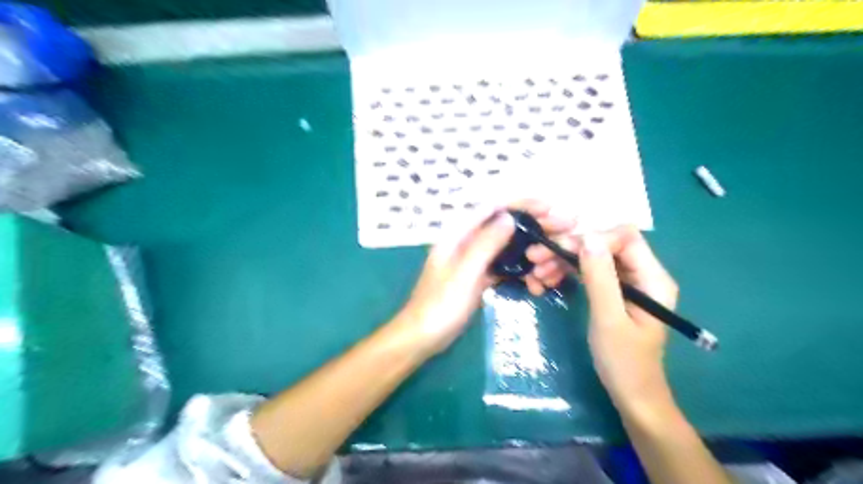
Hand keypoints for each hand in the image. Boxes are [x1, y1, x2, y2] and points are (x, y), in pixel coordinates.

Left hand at [399, 200, 574, 355]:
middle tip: (566, 228)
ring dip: (533, 249)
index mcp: (458, 234)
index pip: (493, 207)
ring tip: (555, 260)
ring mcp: (474, 260)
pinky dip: (523, 270)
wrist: (423, 338)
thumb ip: (485, 244)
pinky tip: (538, 280)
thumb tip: (510, 217)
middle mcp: (467, 242)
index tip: (550, 207)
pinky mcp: (480, 277)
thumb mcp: (464, 273)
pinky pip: (506, 266)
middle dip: (536, 225)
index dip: (523, 203)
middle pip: (505, 225)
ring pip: (509, 246)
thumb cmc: (439, 305)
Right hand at [530, 229, 677, 409]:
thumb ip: (600, 278)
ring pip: (592, 257)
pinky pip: (587, 272)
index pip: (625, 237)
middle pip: (604, 244)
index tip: (561, 250)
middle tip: (536, 257)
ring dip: (562, 260)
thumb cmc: (624, 362)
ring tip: (536, 274)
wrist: (631, 396)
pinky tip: (545, 280)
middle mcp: (641, 273)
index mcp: (652, 278)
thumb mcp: (609, 319)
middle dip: (570, 248)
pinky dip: (566, 273)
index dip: (593, 237)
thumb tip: (587, 237)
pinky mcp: (611, 291)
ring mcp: (625, 282)